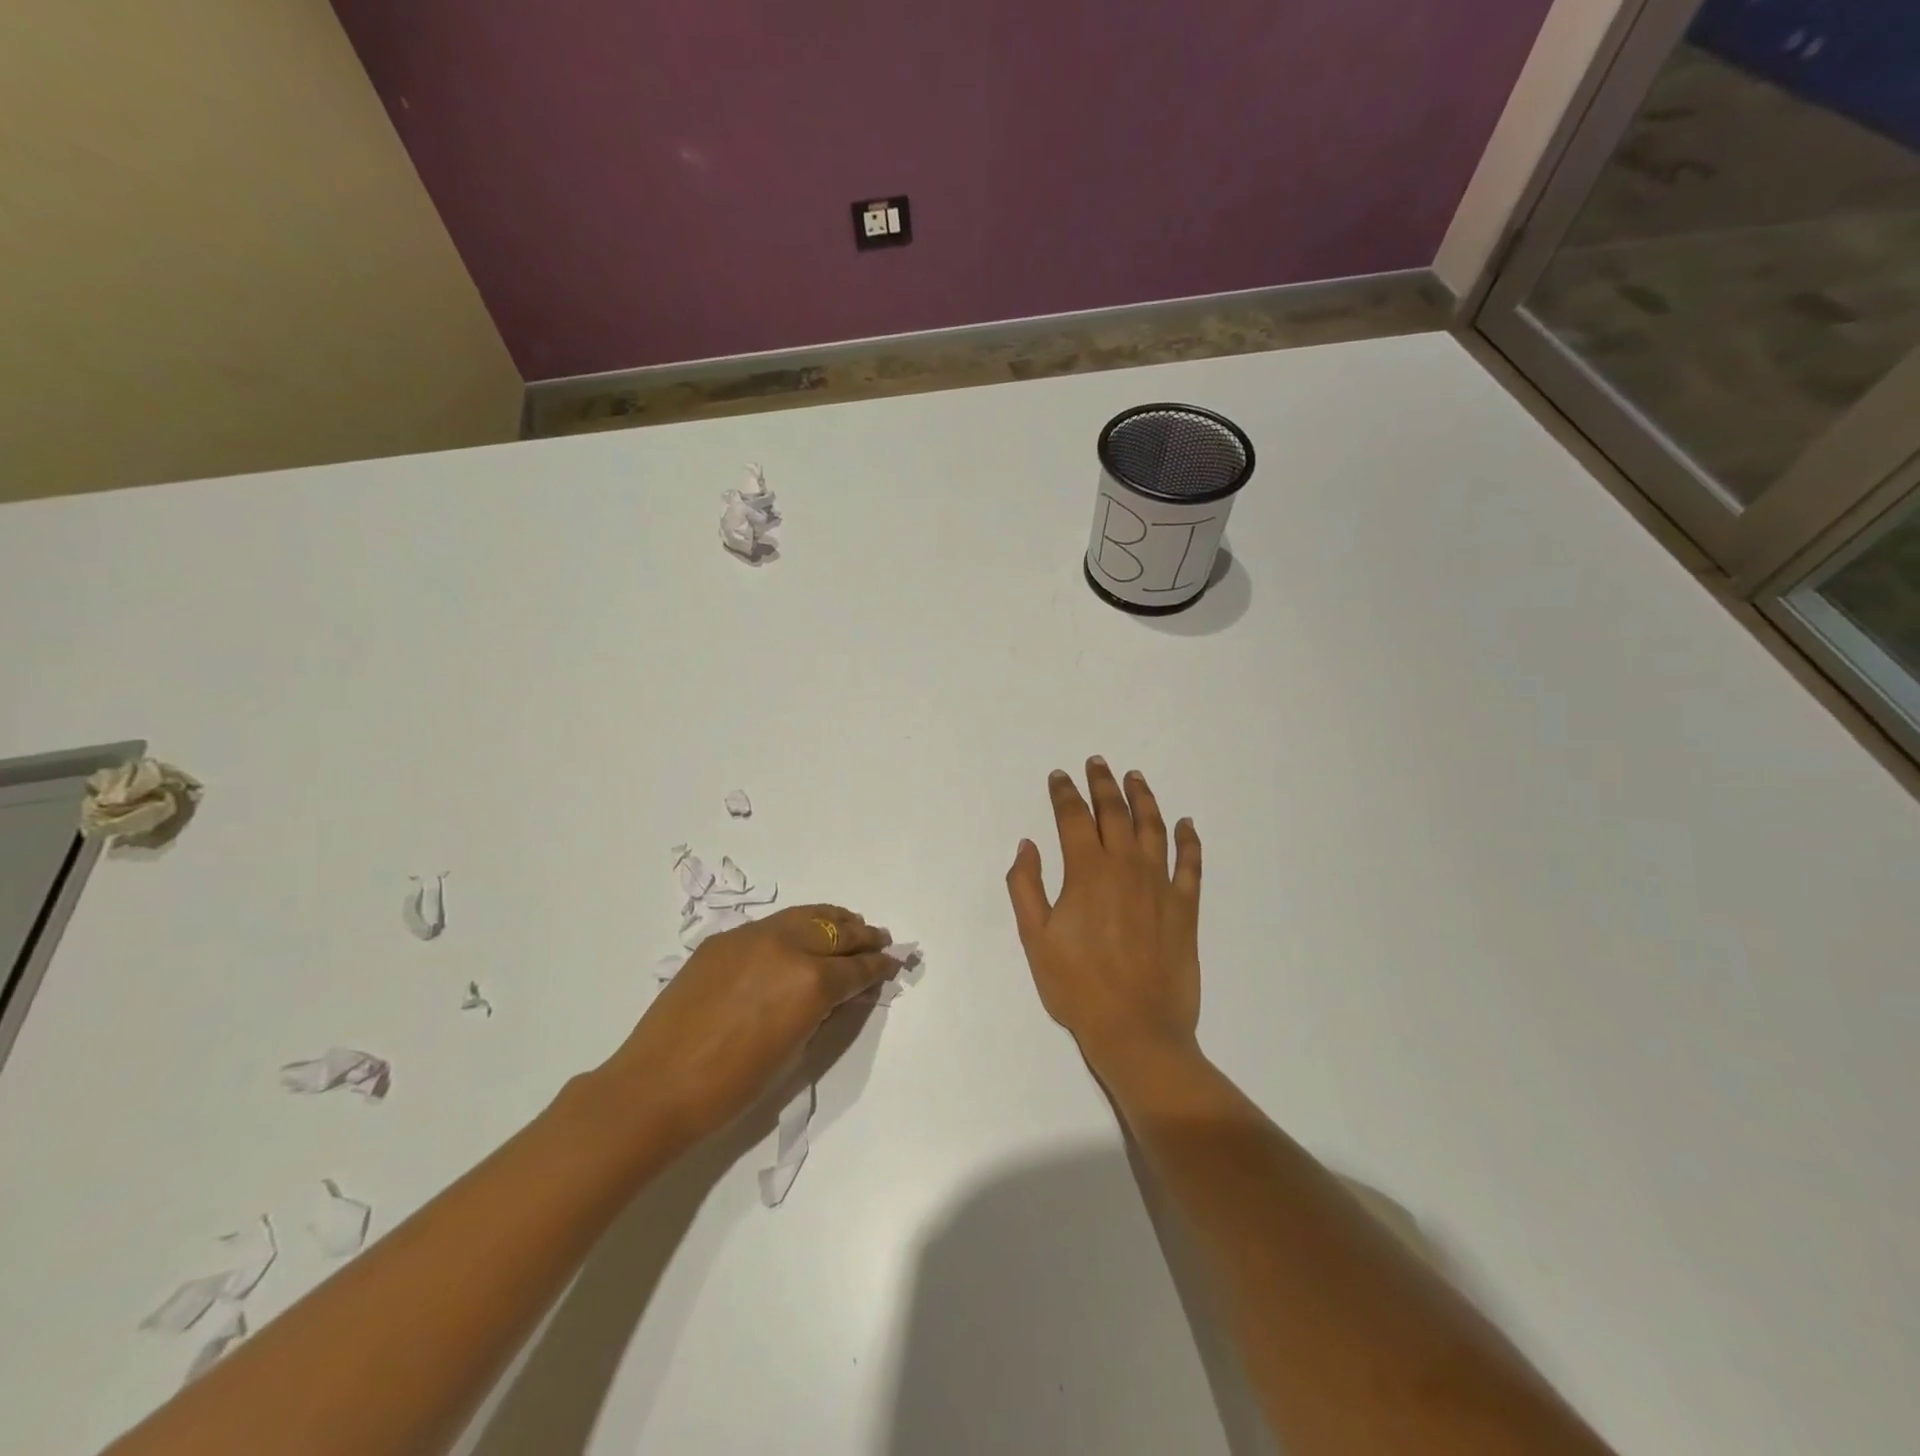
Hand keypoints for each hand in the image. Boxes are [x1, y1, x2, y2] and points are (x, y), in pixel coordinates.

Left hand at [597, 905, 895, 1145]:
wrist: (657, 1085)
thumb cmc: (731, 1087)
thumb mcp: (793, 1051)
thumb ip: (822, 1012)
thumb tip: (838, 993)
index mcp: (811, 982)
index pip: (857, 968)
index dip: (879, 966)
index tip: (893, 962)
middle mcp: (788, 947)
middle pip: (837, 933)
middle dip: (863, 937)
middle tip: (879, 939)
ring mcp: (754, 936)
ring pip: (807, 916)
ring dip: (833, 921)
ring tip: (849, 923)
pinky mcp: (726, 938)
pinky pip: (774, 923)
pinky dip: (798, 924)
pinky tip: (802, 932)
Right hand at [1006, 759, 1203, 1078]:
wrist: (1137, 1029)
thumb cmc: (1077, 986)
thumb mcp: (1035, 938)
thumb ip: (1026, 886)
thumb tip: (1028, 845)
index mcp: (1087, 872)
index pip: (1073, 818)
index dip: (1064, 793)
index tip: (1059, 776)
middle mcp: (1125, 867)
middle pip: (1114, 813)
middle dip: (1103, 784)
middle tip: (1097, 763)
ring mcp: (1160, 885)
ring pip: (1153, 828)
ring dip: (1143, 798)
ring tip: (1135, 778)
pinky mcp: (1185, 907)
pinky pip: (1190, 863)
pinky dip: (1188, 839)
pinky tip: (1186, 824)